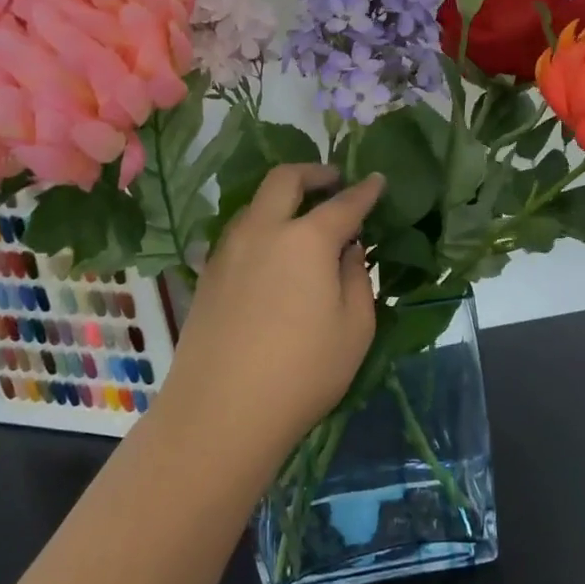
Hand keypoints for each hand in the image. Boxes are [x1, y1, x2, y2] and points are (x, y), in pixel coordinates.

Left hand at [161, 164, 383, 461]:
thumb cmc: (303, 372)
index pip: (344, 203)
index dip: (365, 190)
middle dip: (313, 172)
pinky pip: (238, 233)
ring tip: (301, 218)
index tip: (377, 180)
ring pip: (255, 204)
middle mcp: (263, 231)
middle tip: (333, 181)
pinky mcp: (207, 275)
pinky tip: (271, 254)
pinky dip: (261, 227)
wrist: (221, 411)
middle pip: (285, 180)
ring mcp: (229, 251)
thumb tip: (348, 249)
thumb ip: (357, 278)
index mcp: (306, 239)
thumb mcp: (355, 328)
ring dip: (281, 198)